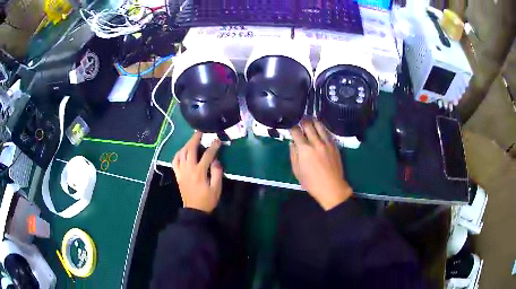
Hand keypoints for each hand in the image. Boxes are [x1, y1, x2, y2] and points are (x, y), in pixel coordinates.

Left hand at [172, 132, 222, 212]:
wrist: (194, 210)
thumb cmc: (207, 200)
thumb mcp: (216, 188)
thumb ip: (217, 172)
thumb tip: (216, 160)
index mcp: (199, 172)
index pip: (207, 155)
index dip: (213, 146)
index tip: (217, 140)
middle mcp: (188, 169)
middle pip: (190, 149)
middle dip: (195, 139)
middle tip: (200, 132)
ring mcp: (181, 171)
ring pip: (181, 153)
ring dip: (187, 144)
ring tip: (192, 140)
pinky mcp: (177, 175)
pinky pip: (175, 161)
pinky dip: (178, 154)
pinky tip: (182, 151)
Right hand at [289, 120, 352, 209]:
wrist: (332, 187)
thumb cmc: (312, 183)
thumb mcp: (297, 171)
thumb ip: (293, 155)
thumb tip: (292, 143)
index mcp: (305, 149)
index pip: (296, 131)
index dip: (291, 127)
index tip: (290, 125)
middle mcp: (316, 142)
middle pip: (308, 125)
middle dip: (302, 121)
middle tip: (299, 119)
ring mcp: (327, 143)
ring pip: (319, 126)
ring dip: (313, 121)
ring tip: (309, 120)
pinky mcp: (334, 145)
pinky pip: (327, 132)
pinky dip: (322, 128)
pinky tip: (320, 128)